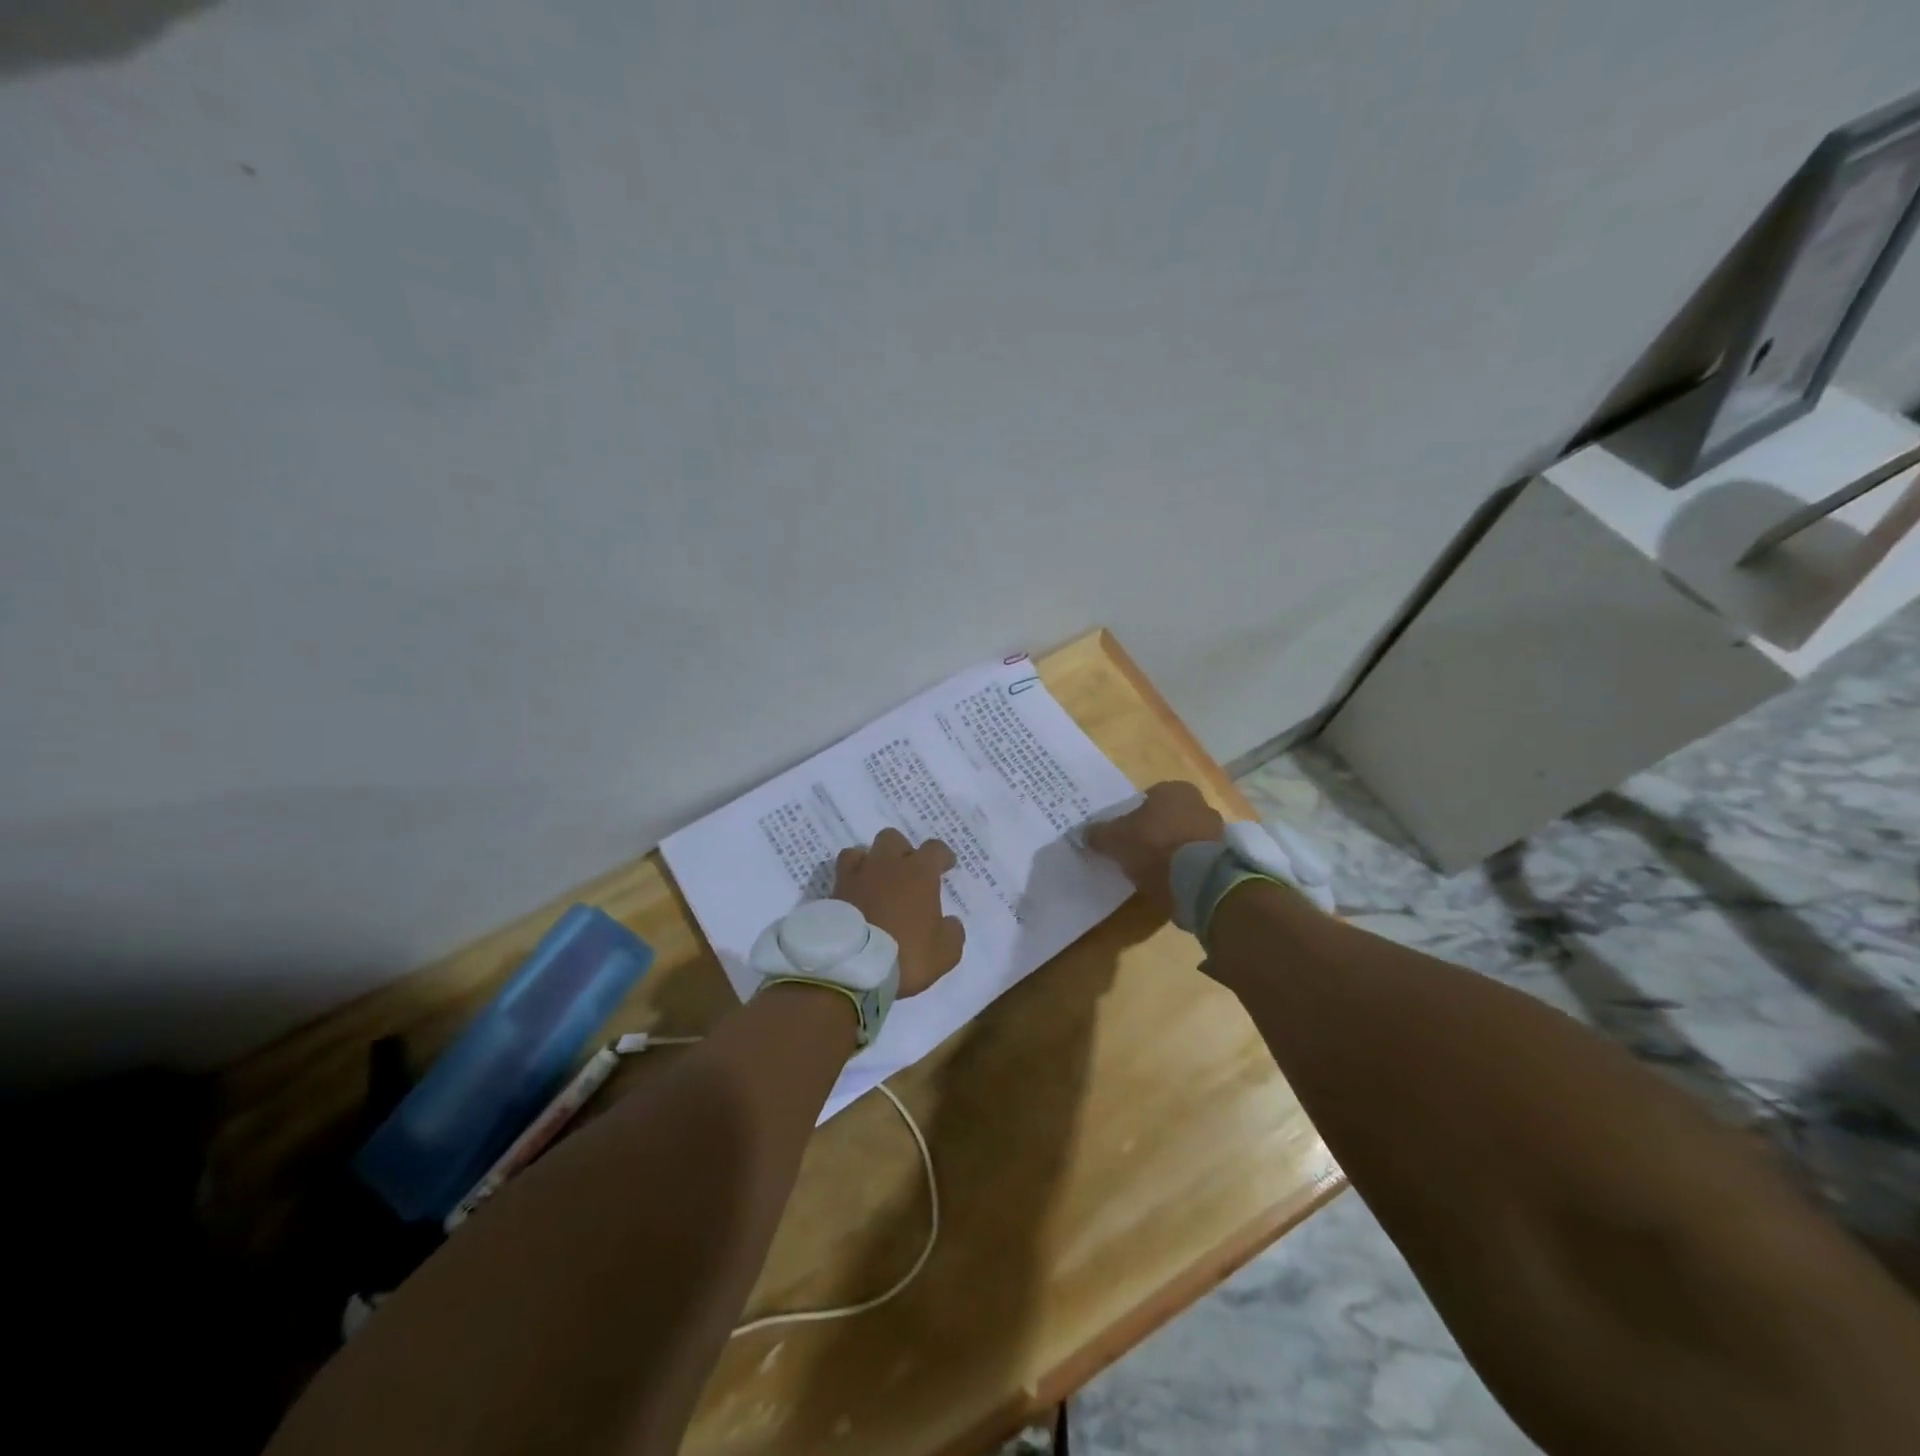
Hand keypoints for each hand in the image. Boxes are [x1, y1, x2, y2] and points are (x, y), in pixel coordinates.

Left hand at [833, 829, 966, 997]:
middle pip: (893, 839)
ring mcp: (856, 876)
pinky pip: (842, 877)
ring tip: (874, 882)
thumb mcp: (946, 952)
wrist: (852, 968)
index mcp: (918, 872)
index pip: (935, 848)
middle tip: (907, 873)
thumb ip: (952, 931)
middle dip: (902, 851)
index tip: (946, 866)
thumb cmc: (906, 954)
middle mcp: (886, 865)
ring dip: (869, 862)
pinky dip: (850, 884)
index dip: (942, 856)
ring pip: (860, 851)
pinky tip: (855, 899)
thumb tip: (949, 922)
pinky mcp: (833, 893)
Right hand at [1083, 781, 1224, 919]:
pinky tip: (1172, 882)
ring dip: (1173, 851)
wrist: (1199, 881)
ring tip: (1154, 872)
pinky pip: (1198, 859)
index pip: (1149, 798)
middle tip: (1137, 852)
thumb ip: (1099, 834)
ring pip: (1185, 838)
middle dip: (1155, 832)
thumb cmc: (1154, 847)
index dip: (1134, 816)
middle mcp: (1200, 803)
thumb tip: (1084, 833)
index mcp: (1174, 790)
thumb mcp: (1115, 840)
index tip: (1124, 835)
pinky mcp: (1225, 858)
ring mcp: (1217, 831)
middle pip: (1169, 817)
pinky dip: (1187, 868)